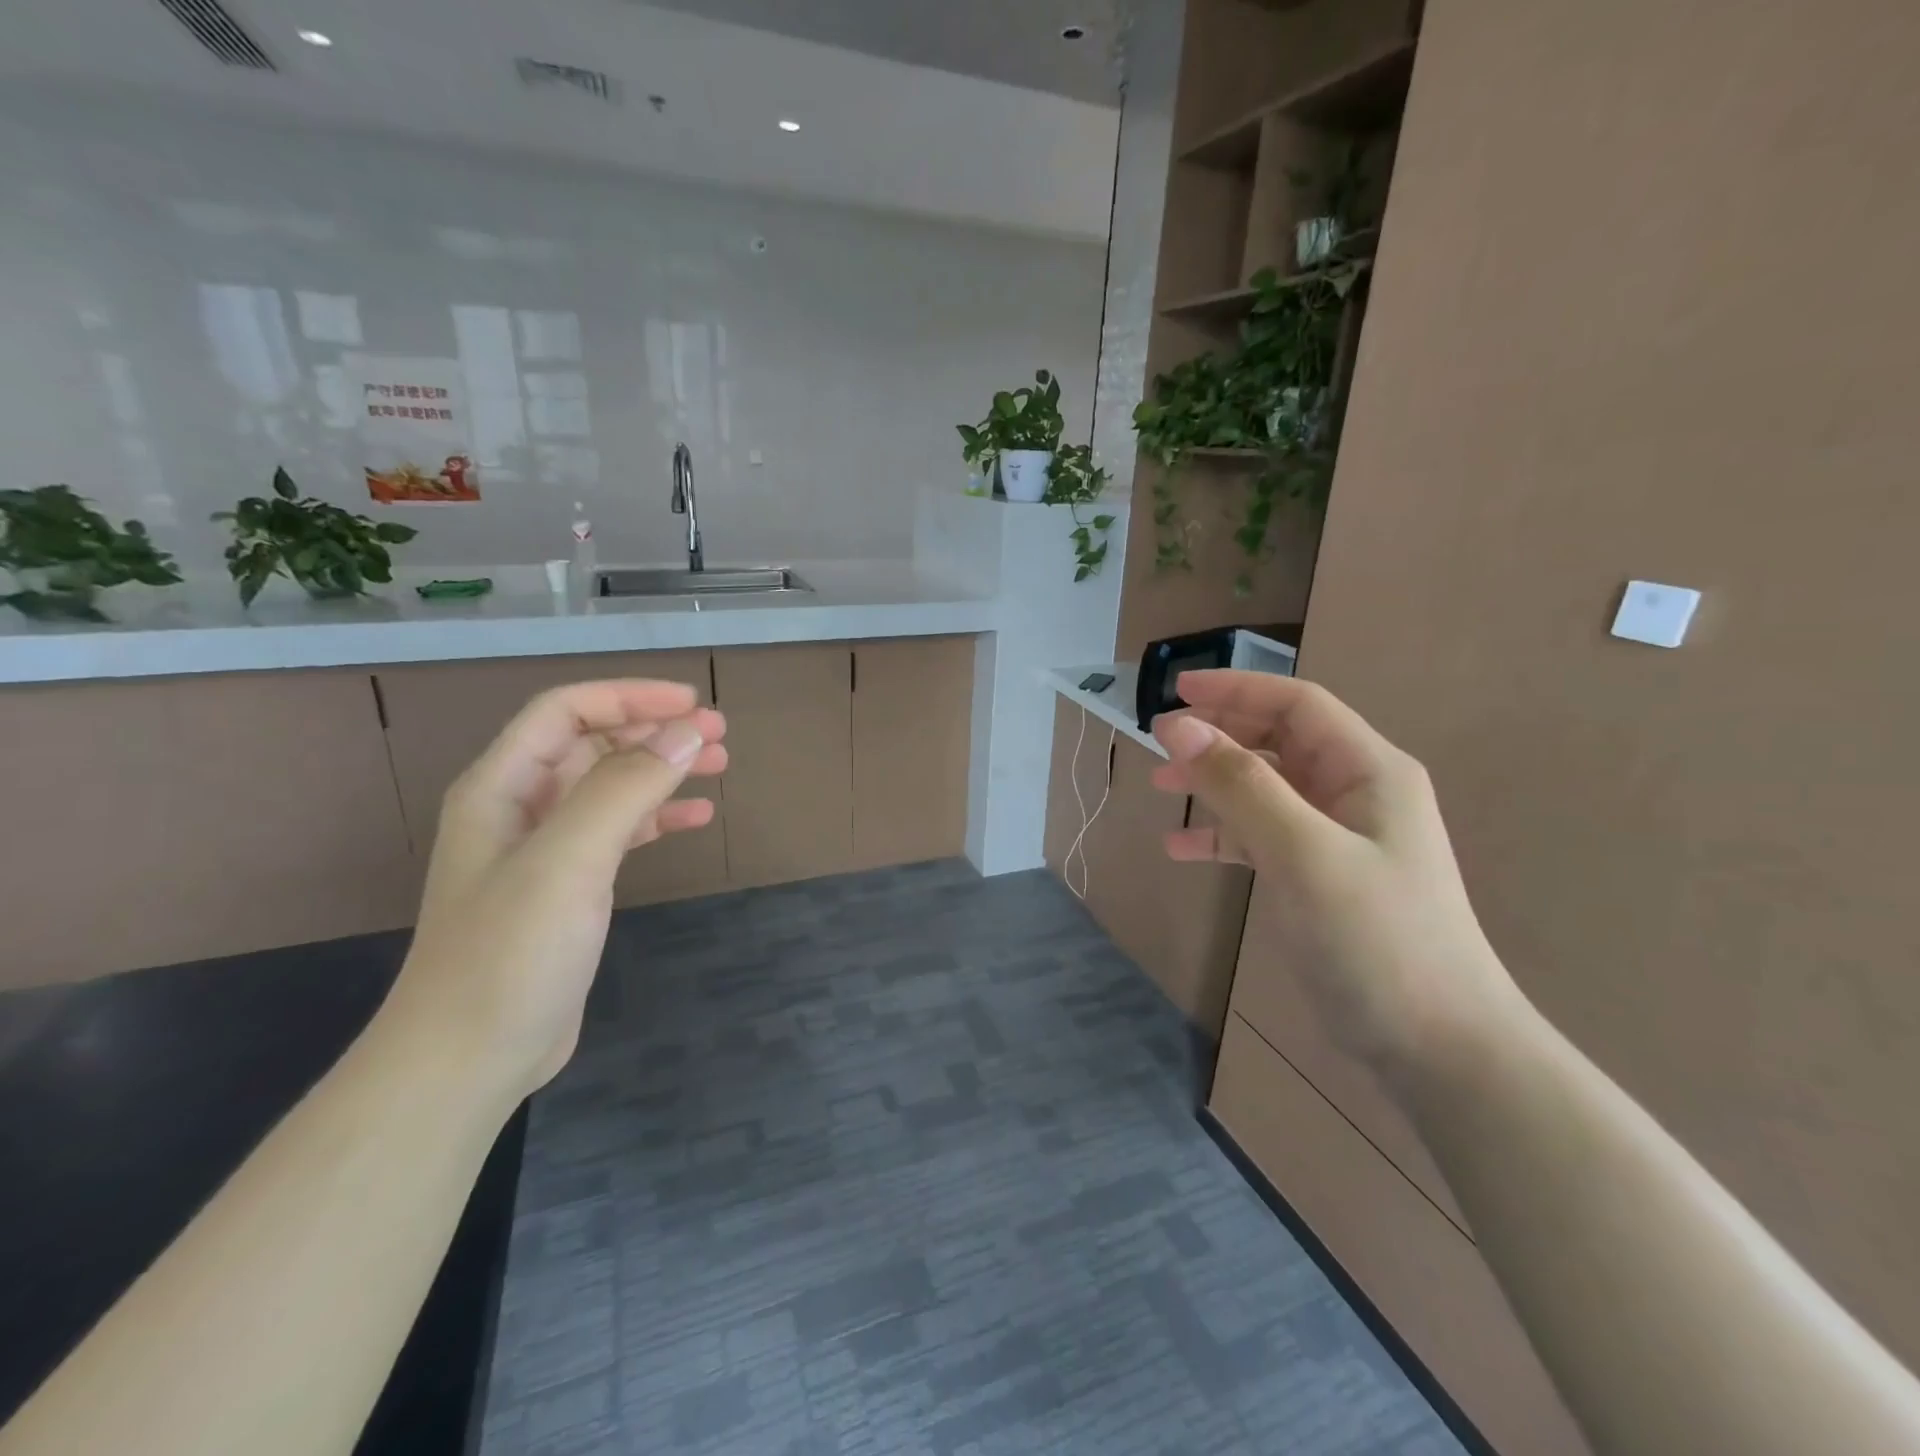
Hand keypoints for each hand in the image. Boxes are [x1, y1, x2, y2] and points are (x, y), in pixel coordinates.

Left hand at [377, 680, 726, 1100]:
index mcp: (502, 787)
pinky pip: (619, 831)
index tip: (692, 704)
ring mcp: (545, 850)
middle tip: (719, 732)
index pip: (565, 711)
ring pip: (610, 785)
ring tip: (719, 763)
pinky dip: (658, 816)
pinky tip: (696, 816)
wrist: (470, 1059)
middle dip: (653, 729)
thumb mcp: (568, 860)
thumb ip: (625, 788)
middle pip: (591, 743)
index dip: (628, 697)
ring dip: (662, 768)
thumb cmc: (509, 953)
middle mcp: (520, 808)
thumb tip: (686, 733)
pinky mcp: (569, 887)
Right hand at [1152, 670, 1521, 1073]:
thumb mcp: (1302, 852)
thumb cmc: (1376, 937)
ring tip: (1161, 788)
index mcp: (1368, 770)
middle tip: (1158, 742)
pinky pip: (1262, 837)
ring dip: (1214, 783)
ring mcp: (1338, 838)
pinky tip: (1182, 850)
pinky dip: (1222, 835)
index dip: (1235, 690)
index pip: (1297, 705)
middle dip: (1218, 735)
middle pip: (1278, 742)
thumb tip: (1175, 727)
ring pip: (1265, 789)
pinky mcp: (1320, 877)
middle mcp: (1355, 793)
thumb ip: (1239, 784)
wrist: (1437, 1047)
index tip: (1174, 690)